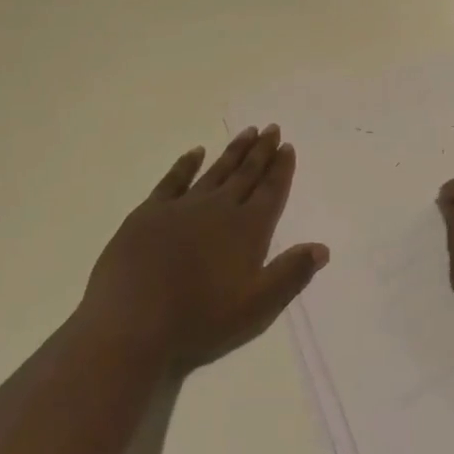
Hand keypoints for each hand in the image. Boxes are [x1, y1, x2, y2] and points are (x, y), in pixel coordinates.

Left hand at [78, 126, 328, 373]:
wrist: (131, 326)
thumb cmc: (199, 321)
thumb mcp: (257, 307)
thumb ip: (291, 274)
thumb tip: (322, 247)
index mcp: (247, 230)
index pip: (270, 192)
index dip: (281, 169)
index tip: (287, 146)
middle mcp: (219, 209)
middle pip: (246, 174)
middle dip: (261, 151)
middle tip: (272, 128)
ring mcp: (182, 207)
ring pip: (215, 171)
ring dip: (233, 151)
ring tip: (247, 132)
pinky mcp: (149, 213)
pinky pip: (173, 180)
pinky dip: (186, 164)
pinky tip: (195, 152)